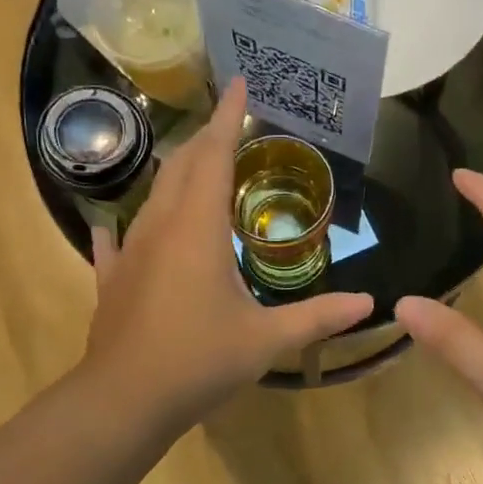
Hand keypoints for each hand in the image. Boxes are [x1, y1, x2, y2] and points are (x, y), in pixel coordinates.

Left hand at [83, 79, 373, 435]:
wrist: (124, 401)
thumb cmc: (198, 361)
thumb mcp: (266, 340)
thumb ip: (318, 317)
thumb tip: (370, 304)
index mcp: (198, 229)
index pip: (215, 155)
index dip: (229, 117)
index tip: (239, 82)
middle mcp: (160, 227)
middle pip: (181, 166)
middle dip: (205, 139)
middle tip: (229, 126)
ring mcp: (129, 253)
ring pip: (153, 196)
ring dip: (176, 174)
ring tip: (197, 168)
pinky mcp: (112, 279)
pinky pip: (119, 241)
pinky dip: (129, 226)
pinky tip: (121, 226)